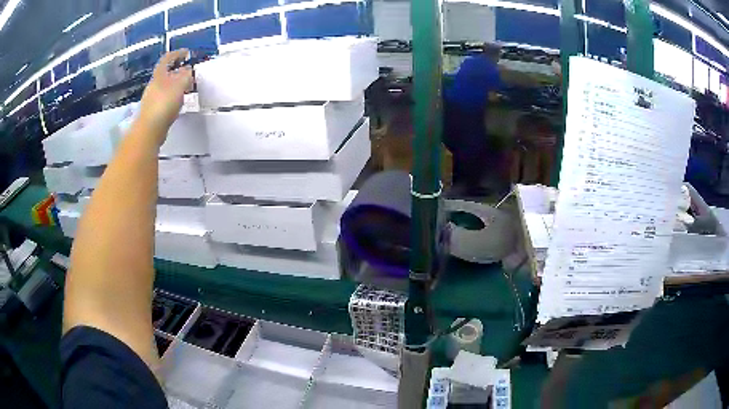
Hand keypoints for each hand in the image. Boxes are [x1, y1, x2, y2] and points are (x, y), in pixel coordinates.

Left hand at [139, 49, 193, 144]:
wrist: (149, 130)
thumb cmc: (163, 104)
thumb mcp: (179, 85)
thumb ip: (186, 76)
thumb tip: (188, 70)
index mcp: (159, 76)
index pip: (167, 59)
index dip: (177, 54)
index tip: (187, 53)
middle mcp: (154, 85)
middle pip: (165, 73)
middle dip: (177, 70)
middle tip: (189, 71)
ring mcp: (152, 99)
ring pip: (165, 86)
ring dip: (175, 84)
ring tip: (186, 87)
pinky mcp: (154, 112)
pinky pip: (165, 99)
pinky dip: (173, 96)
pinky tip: (179, 102)